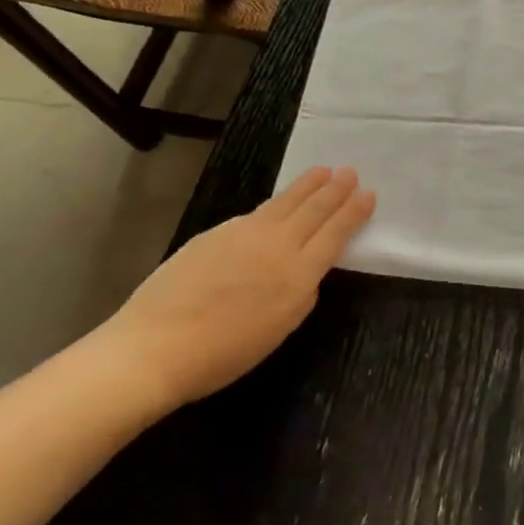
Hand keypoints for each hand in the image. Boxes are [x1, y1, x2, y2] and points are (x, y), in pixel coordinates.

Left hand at [89, 167, 374, 411]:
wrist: (155, 346)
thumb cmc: (224, 353)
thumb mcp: (280, 327)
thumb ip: (301, 292)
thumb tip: (307, 269)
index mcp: (299, 273)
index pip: (336, 232)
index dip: (354, 212)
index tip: (368, 194)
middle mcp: (277, 245)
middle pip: (314, 209)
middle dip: (335, 190)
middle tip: (350, 171)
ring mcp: (244, 234)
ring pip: (285, 202)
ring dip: (308, 186)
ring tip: (322, 171)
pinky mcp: (215, 233)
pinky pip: (256, 212)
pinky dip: (276, 203)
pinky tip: (278, 204)